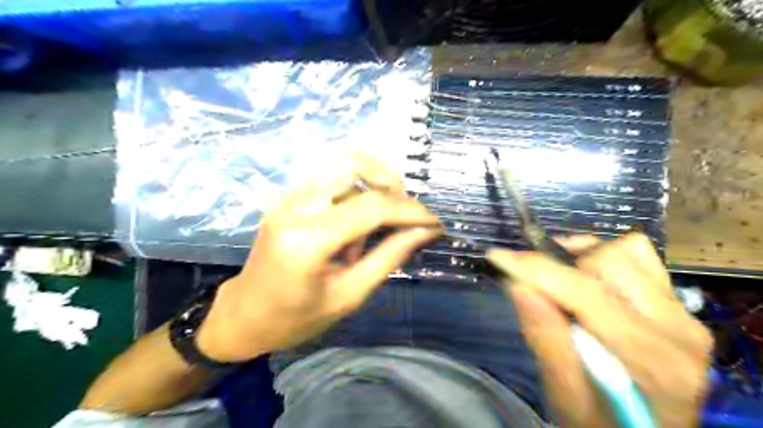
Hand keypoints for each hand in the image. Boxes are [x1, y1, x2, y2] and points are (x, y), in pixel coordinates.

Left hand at [194, 154, 441, 361]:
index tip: (435, 222)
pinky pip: (330, 177)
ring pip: (342, 165)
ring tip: (375, 227)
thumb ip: (389, 257)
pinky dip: (354, 190)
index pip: (371, 206)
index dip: (410, 210)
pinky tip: (355, 223)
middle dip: (390, 183)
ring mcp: (287, 197)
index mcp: (307, 240)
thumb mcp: (350, 295)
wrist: (245, 314)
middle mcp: (295, 206)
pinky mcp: (288, 197)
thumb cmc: (297, 318)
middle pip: (353, 164)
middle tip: (405, 214)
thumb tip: (424, 231)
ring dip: (372, 186)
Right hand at [485, 235, 713, 427]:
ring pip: (627, 251)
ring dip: (583, 258)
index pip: (587, 294)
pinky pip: (640, 258)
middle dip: (562, 264)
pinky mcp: (679, 307)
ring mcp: (684, 315)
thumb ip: (546, 340)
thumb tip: (518, 285)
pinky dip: (604, 259)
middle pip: (611, 261)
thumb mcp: (565, 397)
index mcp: (651, 361)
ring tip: (560, 277)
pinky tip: (587, 279)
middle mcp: (677, 329)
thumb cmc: (602, 424)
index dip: (537, 269)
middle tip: (533, 279)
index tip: (498, 256)